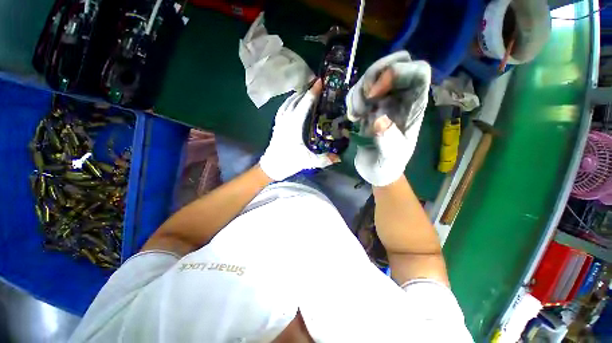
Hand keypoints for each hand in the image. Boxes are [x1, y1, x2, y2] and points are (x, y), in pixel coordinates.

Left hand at [260, 80, 335, 180]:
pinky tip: (293, 101)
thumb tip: (339, 159)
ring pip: (288, 102)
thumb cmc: (288, 163)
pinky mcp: (277, 125)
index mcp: (294, 126)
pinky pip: (283, 108)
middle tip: (317, 83)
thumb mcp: (307, 161)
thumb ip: (324, 159)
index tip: (320, 82)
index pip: (304, 105)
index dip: (313, 93)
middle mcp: (286, 120)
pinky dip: (289, 101)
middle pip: (295, 100)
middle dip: (306, 90)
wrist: (270, 167)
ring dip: (297, 94)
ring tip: (307, 90)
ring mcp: (280, 122)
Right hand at [346, 51, 430, 186]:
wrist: (376, 171)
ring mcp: (382, 102)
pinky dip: (352, 99)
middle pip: (394, 64)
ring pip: (373, 76)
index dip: (397, 71)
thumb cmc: (388, 166)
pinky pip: (359, 91)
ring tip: (355, 115)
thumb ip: (388, 140)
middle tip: (364, 98)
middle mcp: (399, 100)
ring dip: (359, 91)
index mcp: (413, 108)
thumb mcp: (390, 158)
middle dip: (374, 75)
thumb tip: (379, 118)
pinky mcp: (368, 109)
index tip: (374, 93)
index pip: (417, 72)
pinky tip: (353, 117)